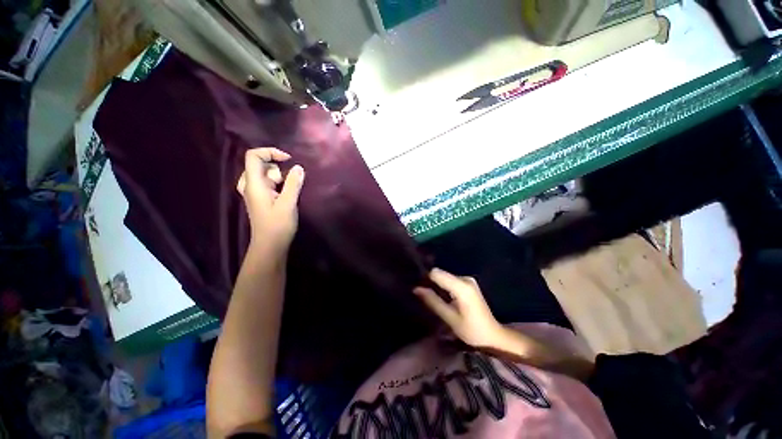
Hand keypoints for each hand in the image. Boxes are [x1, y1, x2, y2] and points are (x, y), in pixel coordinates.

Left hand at [237, 147, 304, 253]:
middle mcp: (250, 185)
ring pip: (264, 174)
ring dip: (278, 178)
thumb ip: (293, 183)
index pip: (253, 156)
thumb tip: (298, 167)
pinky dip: (277, 184)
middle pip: (260, 164)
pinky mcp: (260, 199)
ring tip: (287, 193)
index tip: (288, 159)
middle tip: (287, 184)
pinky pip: (267, 183)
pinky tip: (284, 195)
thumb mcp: (288, 203)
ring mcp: (253, 193)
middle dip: (277, 169)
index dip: (270, 152)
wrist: (270, 245)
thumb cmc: (278, 225)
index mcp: (253, 184)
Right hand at [414, 268, 503, 347]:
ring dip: (436, 285)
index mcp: (462, 287)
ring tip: (428, 296)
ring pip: (444, 277)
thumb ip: (433, 301)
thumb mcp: (450, 318)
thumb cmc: (472, 331)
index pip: (436, 273)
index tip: (417, 287)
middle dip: (430, 282)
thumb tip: (416, 289)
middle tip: (421, 294)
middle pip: (441, 274)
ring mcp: (468, 280)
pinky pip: (450, 280)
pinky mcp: (468, 284)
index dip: (425, 279)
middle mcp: (465, 278)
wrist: (493, 337)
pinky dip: (443, 287)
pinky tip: (440, 297)